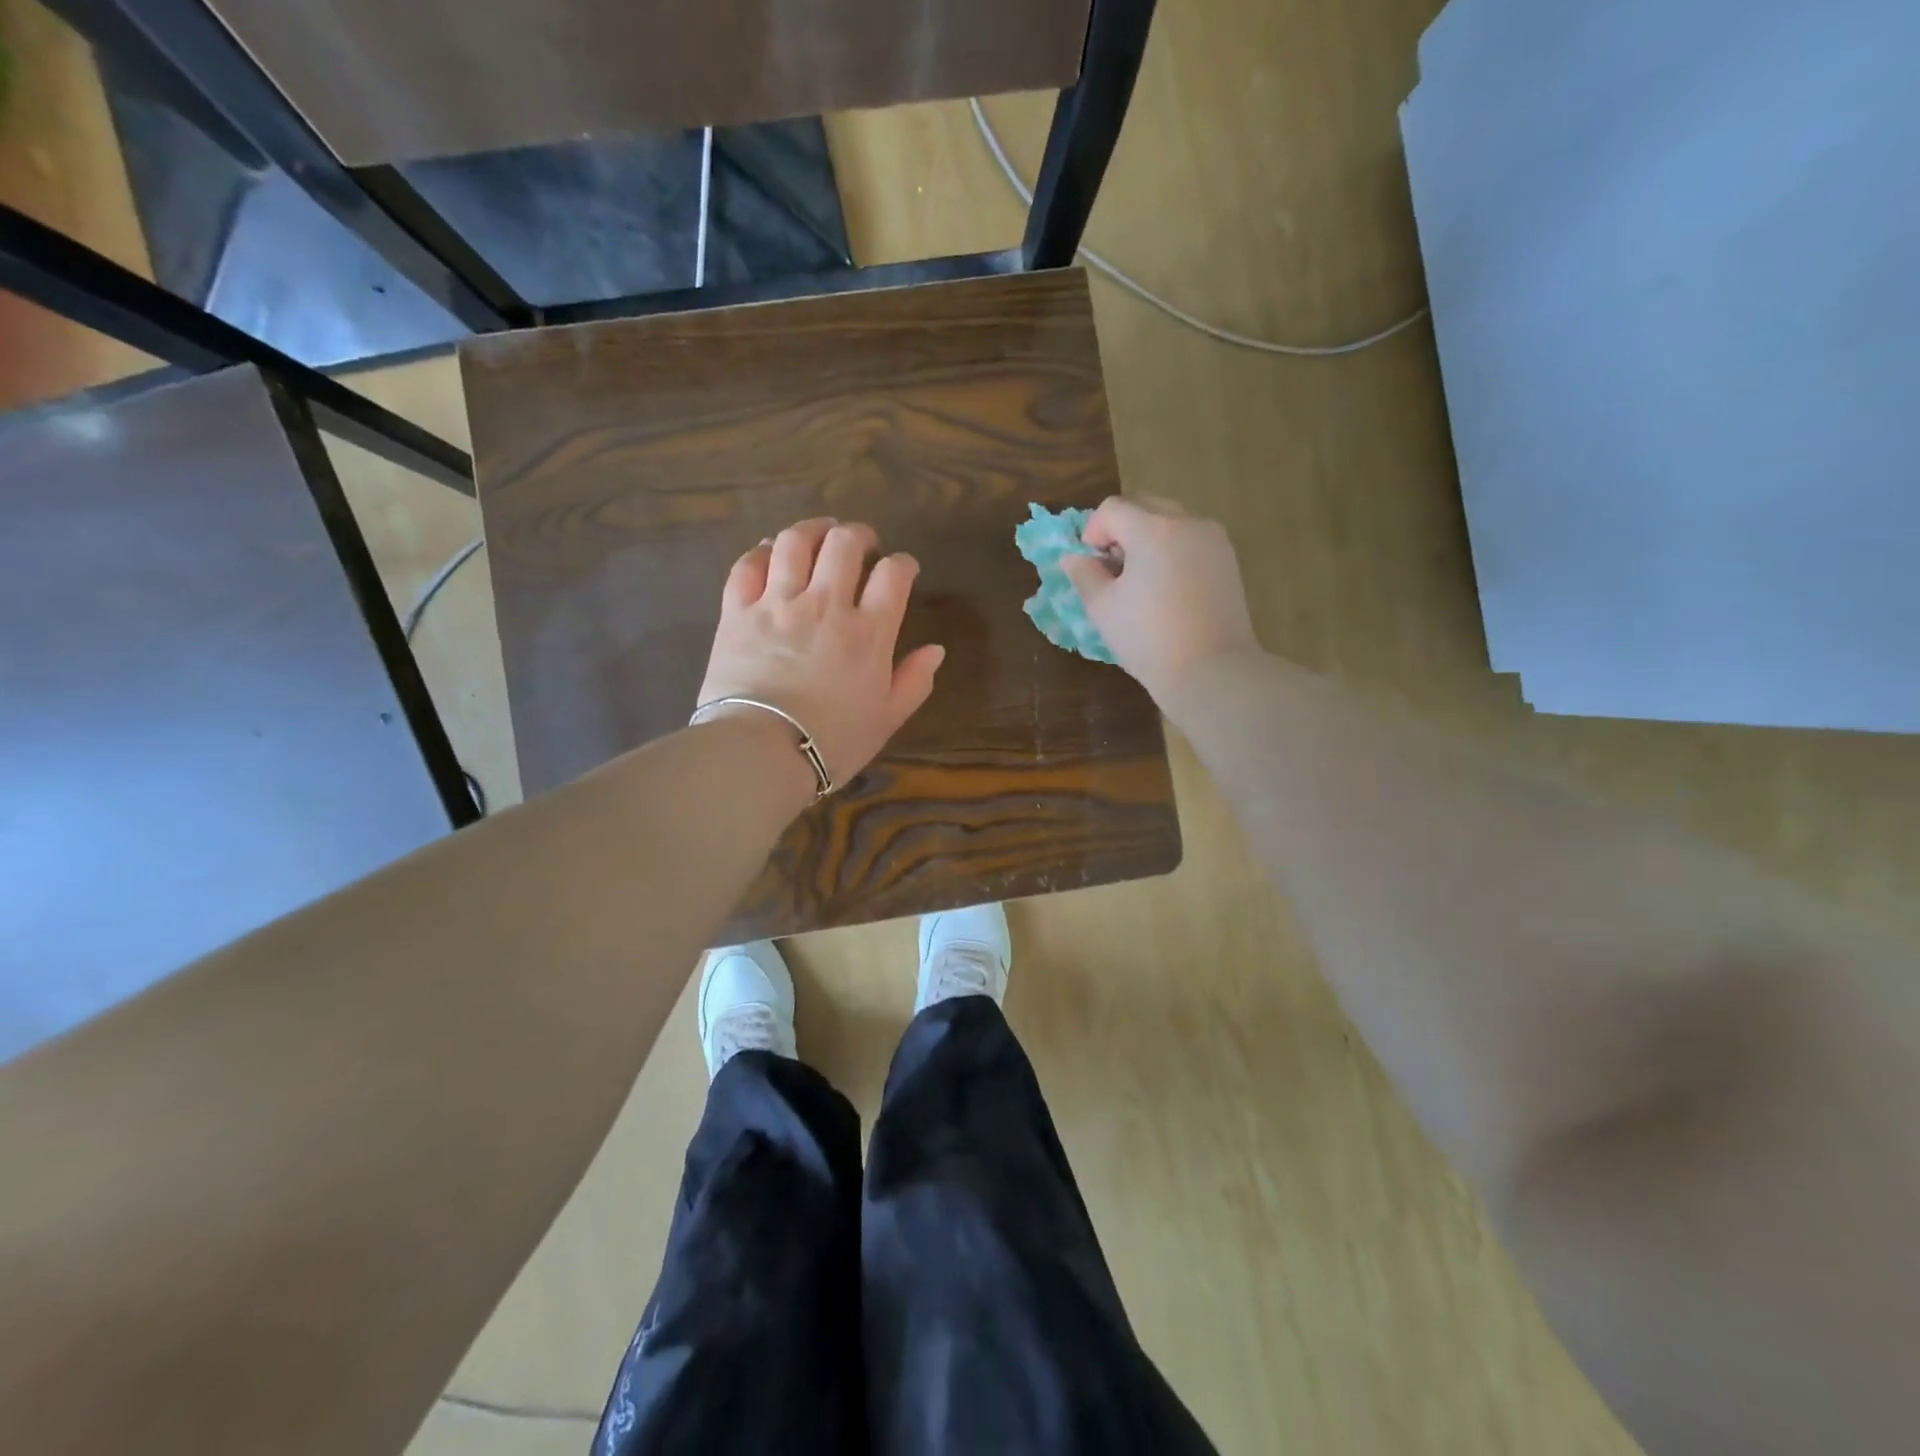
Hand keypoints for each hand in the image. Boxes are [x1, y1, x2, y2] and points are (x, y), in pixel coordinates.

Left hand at [696, 518, 945, 784]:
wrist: (762, 751)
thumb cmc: (832, 741)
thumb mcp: (886, 719)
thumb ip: (914, 681)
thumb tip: (935, 650)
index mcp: (869, 632)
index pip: (893, 574)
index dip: (903, 563)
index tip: (903, 568)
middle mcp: (826, 604)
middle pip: (845, 544)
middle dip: (858, 535)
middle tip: (862, 542)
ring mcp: (778, 603)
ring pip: (795, 542)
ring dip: (812, 529)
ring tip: (820, 532)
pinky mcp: (737, 611)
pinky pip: (748, 565)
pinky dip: (762, 552)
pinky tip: (770, 552)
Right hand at [1060, 496, 1258, 705]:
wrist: (1211, 670)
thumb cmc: (1148, 639)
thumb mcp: (1102, 608)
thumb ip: (1084, 574)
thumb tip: (1074, 557)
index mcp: (1153, 529)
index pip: (1112, 508)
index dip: (1092, 532)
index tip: (1091, 566)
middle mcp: (1187, 522)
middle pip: (1143, 504)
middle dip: (1121, 528)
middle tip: (1113, 568)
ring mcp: (1213, 539)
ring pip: (1170, 519)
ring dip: (1147, 536)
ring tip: (1141, 579)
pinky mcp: (1228, 559)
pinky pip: (1191, 538)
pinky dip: (1172, 549)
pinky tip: (1167, 587)